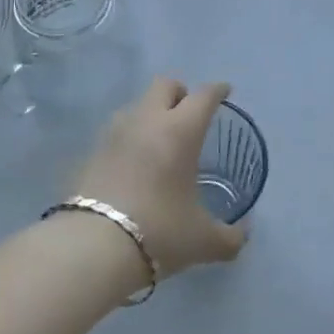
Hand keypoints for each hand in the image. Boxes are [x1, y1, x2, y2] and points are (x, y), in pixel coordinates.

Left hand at [69, 78, 247, 279]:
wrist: (93, 248)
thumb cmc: (160, 232)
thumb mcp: (203, 241)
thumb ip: (229, 237)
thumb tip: (242, 235)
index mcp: (181, 130)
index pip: (204, 96)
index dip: (217, 90)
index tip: (225, 92)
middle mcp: (147, 121)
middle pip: (164, 85)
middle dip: (180, 93)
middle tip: (189, 114)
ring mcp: (114, 133)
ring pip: (136, 105)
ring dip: (151, 114)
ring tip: (159, 140)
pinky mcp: (90, 152)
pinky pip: (116, 132)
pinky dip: (129, 138)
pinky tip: (133, 163)